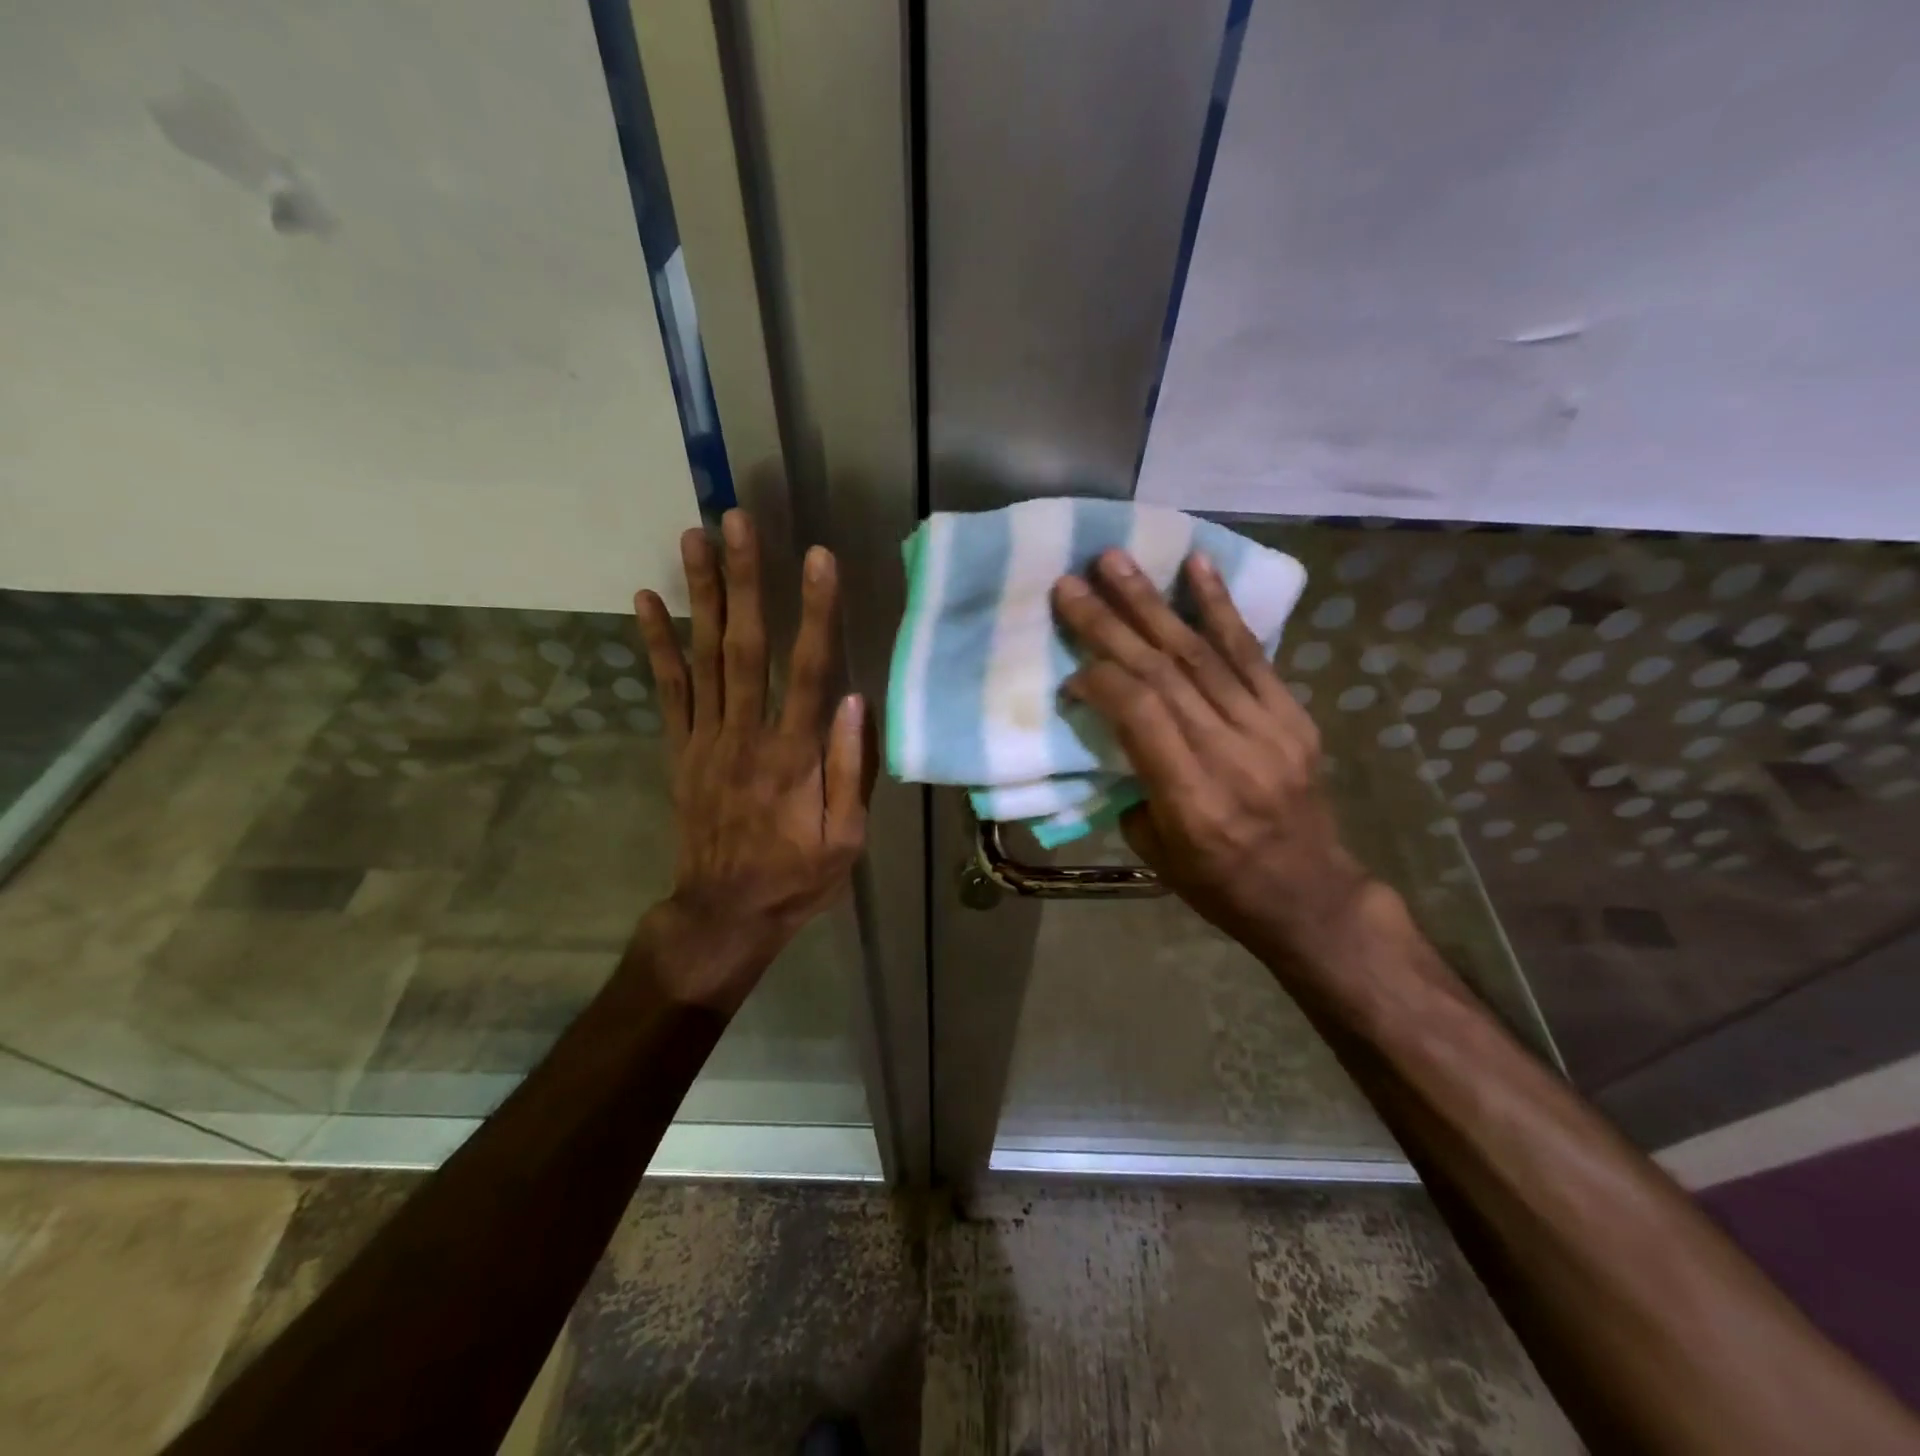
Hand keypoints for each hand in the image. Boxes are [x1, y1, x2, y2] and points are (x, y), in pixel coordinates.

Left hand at [634, 510, 871, 1007]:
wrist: (722, 914)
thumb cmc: (796, 878)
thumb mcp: (845, 839)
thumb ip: (850, 770)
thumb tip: (855, 699)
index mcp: (793, 756)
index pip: (807, 670)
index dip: (815, 612)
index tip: (817, 558)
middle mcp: (745, 735)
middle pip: (745, 646)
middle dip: (745, 579)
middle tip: (739, 519)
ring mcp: (705, 739)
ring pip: (703, 656)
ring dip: (700, 594)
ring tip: (695, 536)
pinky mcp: (680, 749)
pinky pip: (667, 690)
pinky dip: (655, 644)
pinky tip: (646, 601)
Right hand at [1053, 549, 1376, 971]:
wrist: (1311, 895)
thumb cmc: (1219, 884)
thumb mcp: (1154, 851)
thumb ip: (1133, 781)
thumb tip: (1115, 724)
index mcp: (1192, 798)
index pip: (1141, 714)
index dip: (1100, 680)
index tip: (1070, 672)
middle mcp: (1231, 754)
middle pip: (1165, 673)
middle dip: (1111, 623)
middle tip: (1072, 583)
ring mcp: (1270, 729)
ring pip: (1202, 652)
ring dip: (1153, 602)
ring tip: (1117, 560)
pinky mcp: (1293, 715)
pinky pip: (1253, 652)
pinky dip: (1220, 606)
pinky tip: (1197, 565)